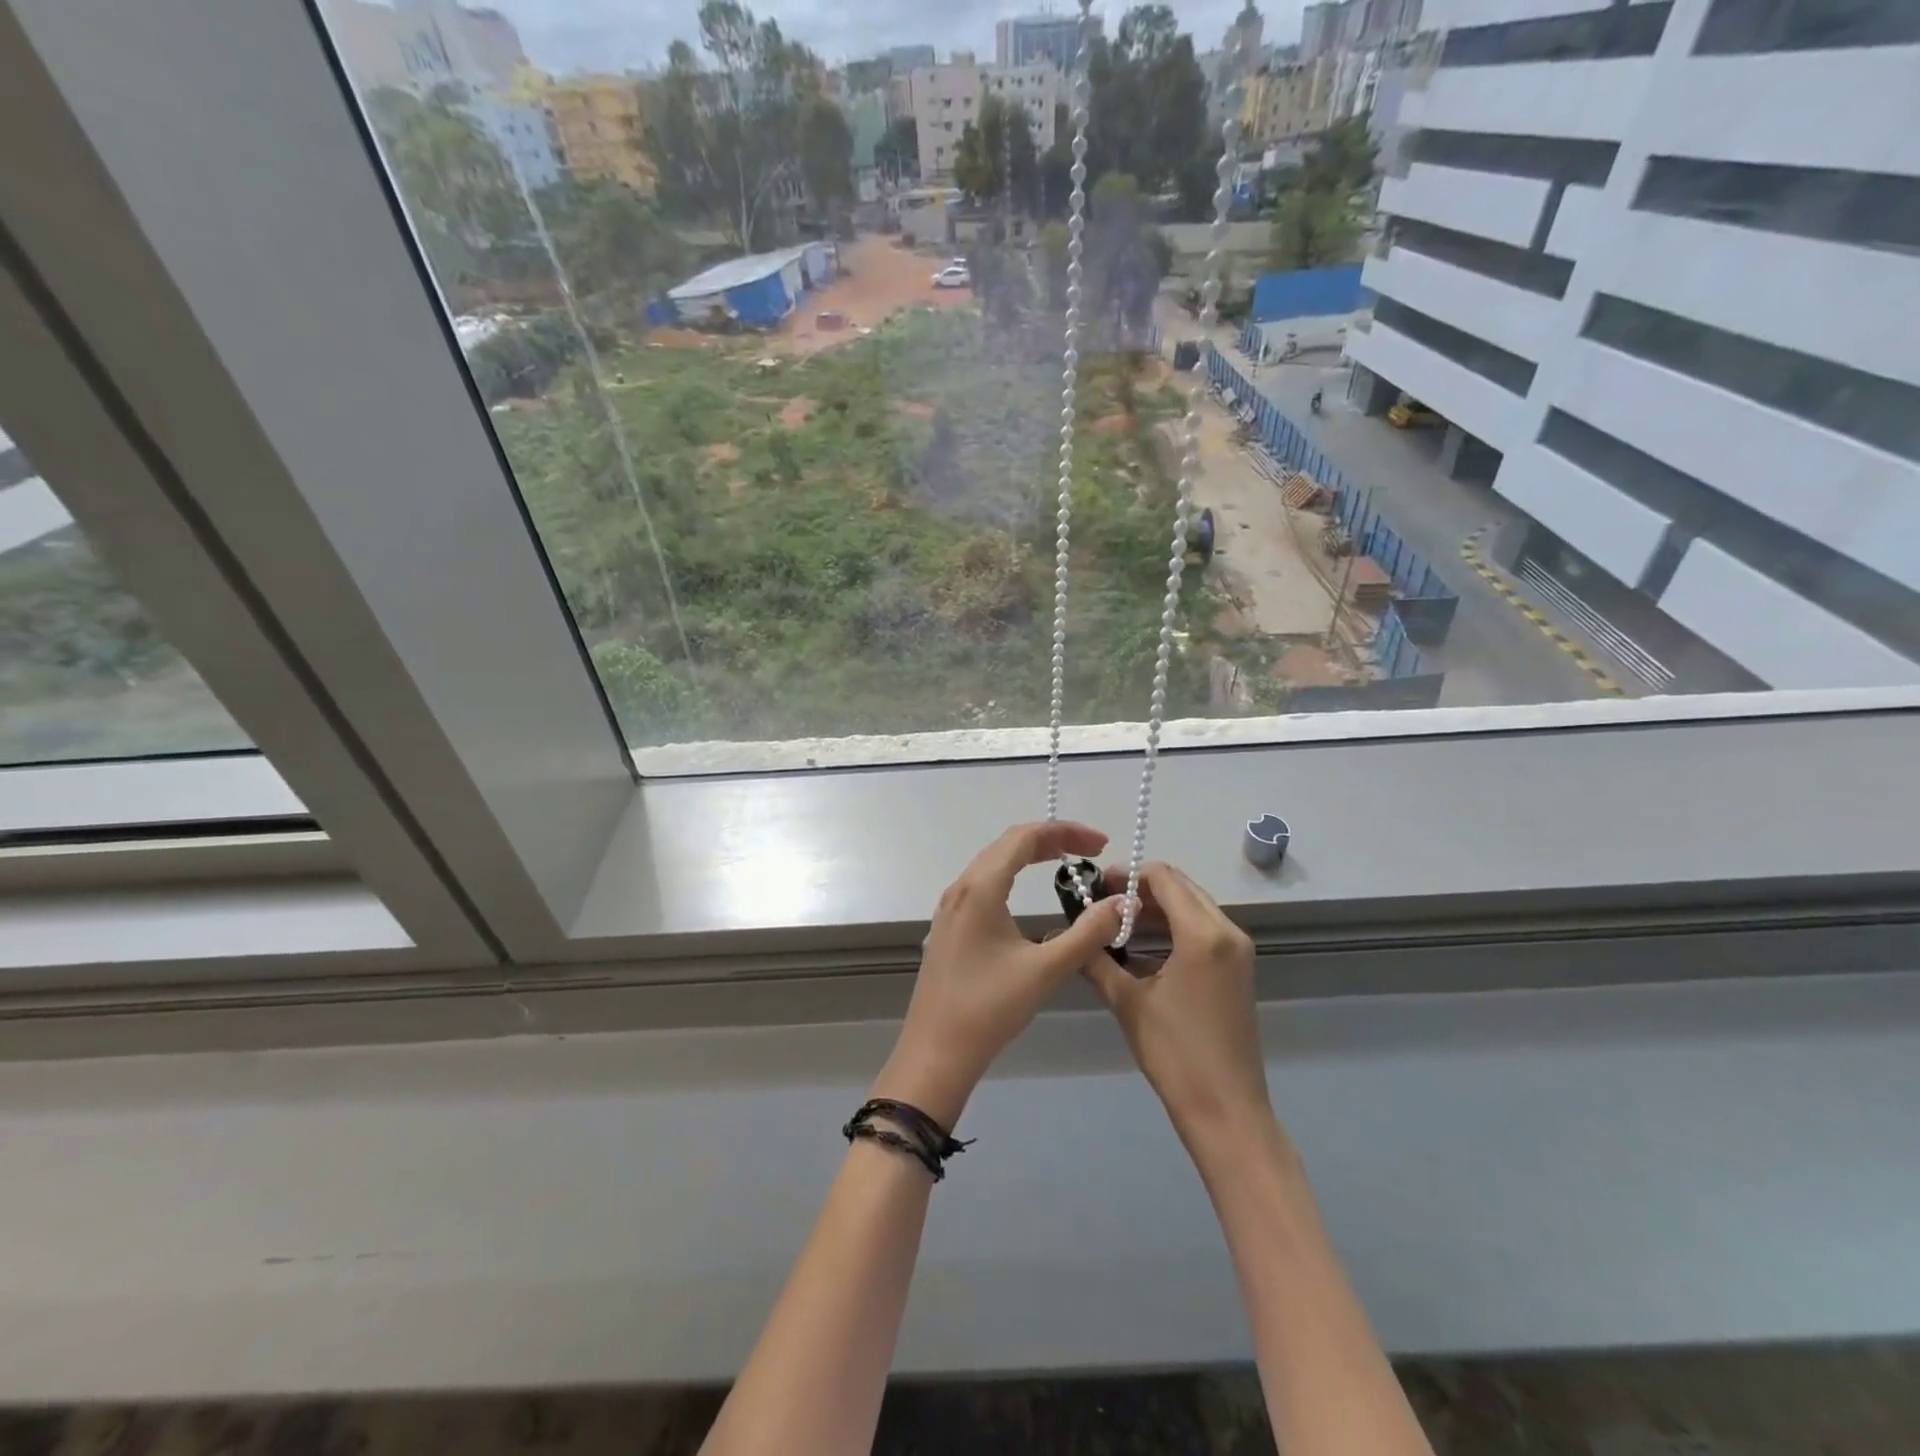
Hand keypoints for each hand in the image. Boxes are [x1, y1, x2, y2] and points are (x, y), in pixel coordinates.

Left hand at [871, 821, 1125, 1128]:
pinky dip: (1013, 875)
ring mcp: (951, 907)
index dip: (1066, 832)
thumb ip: (1088, 933)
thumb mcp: (1046, 970)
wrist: (935, 1053)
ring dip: (1030, 856)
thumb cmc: (989, 1008)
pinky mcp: (950, 927)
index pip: (1025, 837)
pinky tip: (1028, 894)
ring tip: (1067, 863)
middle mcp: (961, 887)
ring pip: (994, 863)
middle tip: (1093, 851)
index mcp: (981, 888)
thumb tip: (1122, 903)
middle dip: (1052, 840)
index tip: (1102, 843)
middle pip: (1008, 844)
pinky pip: (984, 884)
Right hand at [1082, 862, 1273, 1157]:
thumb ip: (1097, 960)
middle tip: (1104, 901)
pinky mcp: (1238, 969)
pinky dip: (1175, 926)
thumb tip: (1069, 933)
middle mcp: (1228, 932)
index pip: (1165, 878)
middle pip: (1182, 887)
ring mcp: (1238, 951)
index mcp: (1203, 934)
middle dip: (1142, 889)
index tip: (1098, 885)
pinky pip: (1204, 928)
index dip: (1129, 875)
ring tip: (1118, 922)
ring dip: (1158, 907)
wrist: (1226, 1110)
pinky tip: (1144, 945)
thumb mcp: (1128, 1002)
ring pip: (1194, 907)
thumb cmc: (1175, 1054)